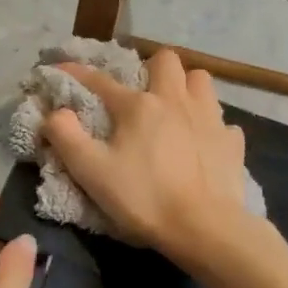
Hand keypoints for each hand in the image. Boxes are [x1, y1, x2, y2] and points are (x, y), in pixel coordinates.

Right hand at [42, 48, 250, 258]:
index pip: (101, 81)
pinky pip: (222, 121)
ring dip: (186, 87)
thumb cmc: (142, 197)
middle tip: (141, 93)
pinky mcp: (232, 142)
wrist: (202, 227)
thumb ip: (66, 137)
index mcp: (139, 106)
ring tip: (175, 110)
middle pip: (167, 60)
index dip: (77, 73)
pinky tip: (201, 144)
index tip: (60, 68)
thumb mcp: (91, 171)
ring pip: (201, 81)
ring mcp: (210, 118)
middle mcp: (176, 100)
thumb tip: (55, 112)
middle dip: (151, 68)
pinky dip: (209, 127)